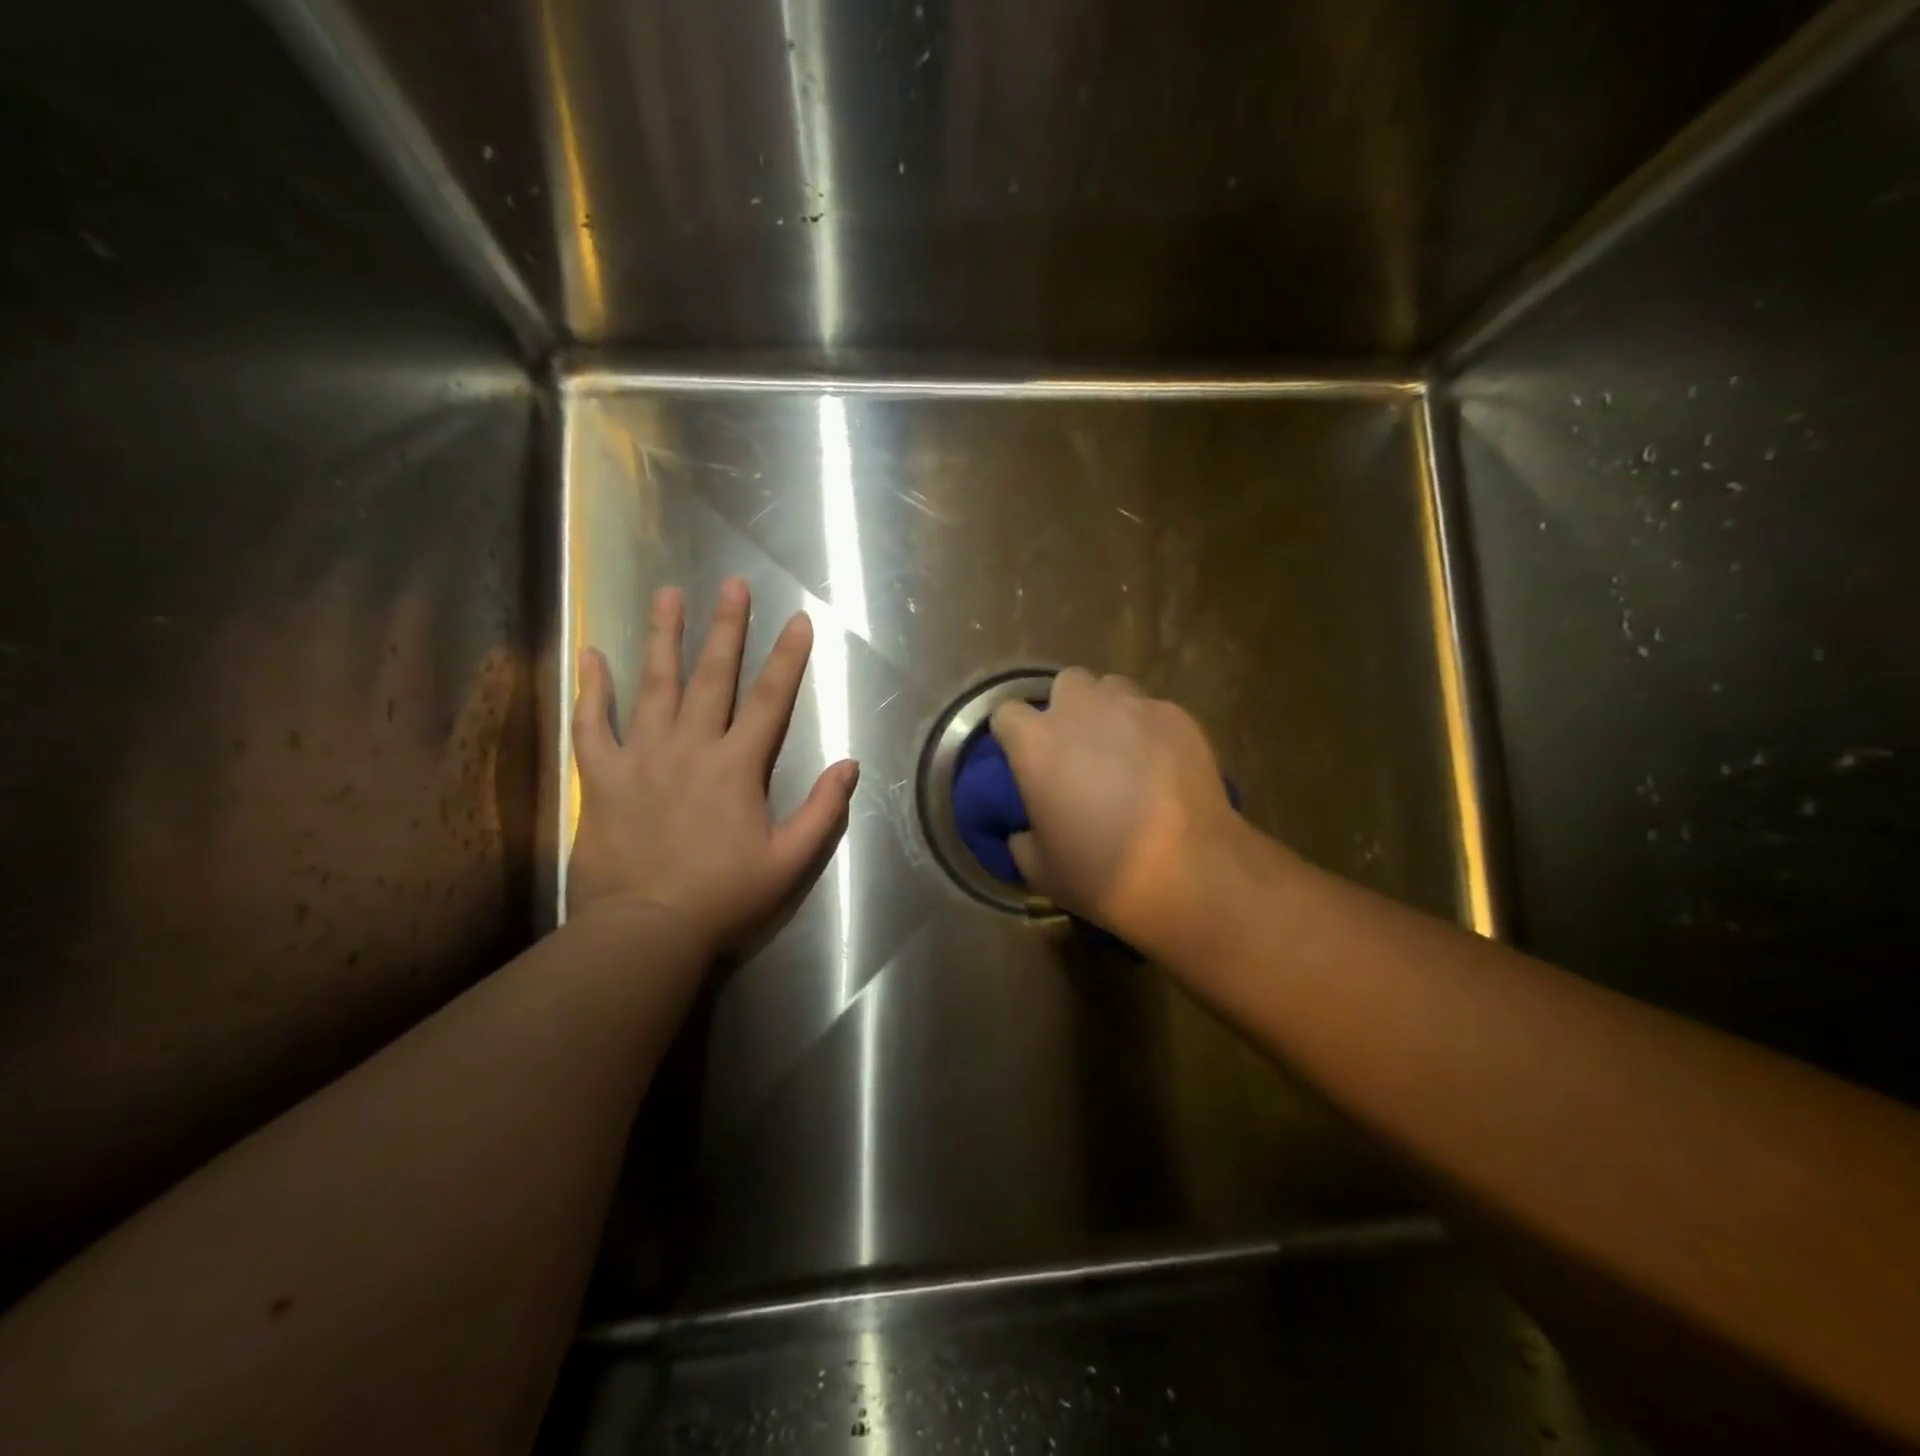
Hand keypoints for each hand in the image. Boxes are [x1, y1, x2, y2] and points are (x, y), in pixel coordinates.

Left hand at [567, 579, 858, 954]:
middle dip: (727, 628)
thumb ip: (823, 811)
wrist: (646, 930)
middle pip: (713, 676)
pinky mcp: (601, 776)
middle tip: (732, 584)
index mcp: (737, 766)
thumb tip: (850, 764)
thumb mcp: (790, 861)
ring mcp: (641, 756)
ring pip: (654, 685)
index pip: (771, 699)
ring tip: (668, 594)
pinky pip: (592, 724)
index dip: (788, 657)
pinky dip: (591, 689)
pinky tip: (591, 654)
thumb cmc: (723, 897)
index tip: (798, 619)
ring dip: (663, 637)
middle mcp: (690, 747)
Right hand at [990, 669, 1249, 956]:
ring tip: (1122, 747)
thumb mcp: (1040, 869)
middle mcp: (1081, 710)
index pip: (1007, 713)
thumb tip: (1023, 830)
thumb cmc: (1101, 872)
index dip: (1013, 734)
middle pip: (1065, 683)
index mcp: (1036, 743)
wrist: (1187, 872)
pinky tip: (1162, 762)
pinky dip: (1150, 729)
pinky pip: (1154, 710)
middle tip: (1077, 746)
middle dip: (1067, 707)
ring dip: (1109, 711)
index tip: (1023, 757)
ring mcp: (1134, 707)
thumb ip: (1021, 838)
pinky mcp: (1178, 717)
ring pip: (1113, 688)